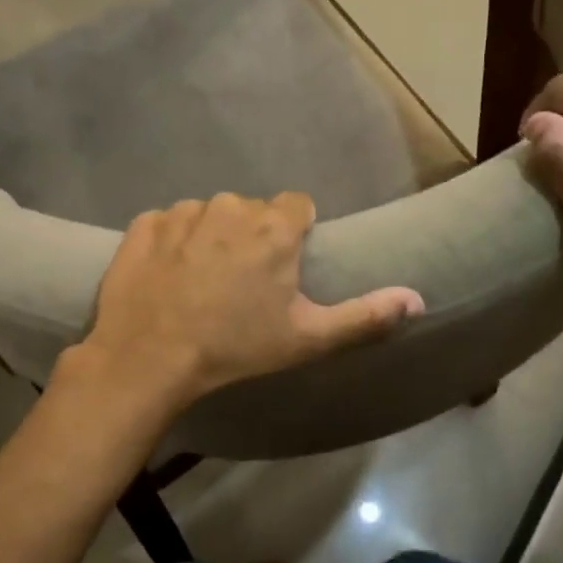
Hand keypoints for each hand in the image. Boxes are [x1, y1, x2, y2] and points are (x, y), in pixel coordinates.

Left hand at [65, 192, 423, 412]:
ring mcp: (183, 212)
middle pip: (251, 211)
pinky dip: (170, 243)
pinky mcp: (144, 225)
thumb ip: (365, 315)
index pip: (297, 205)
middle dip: (251, 236)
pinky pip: (167, 223)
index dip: (294, 232)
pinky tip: (166, 277)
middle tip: (241, 283)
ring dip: (210, 237)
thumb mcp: (307, 338)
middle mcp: (230, 207)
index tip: (284, 264)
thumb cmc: (235, 347)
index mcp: (274, 227)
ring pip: (208, 215)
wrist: (149, 357)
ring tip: (200, 282)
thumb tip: (418, 300)